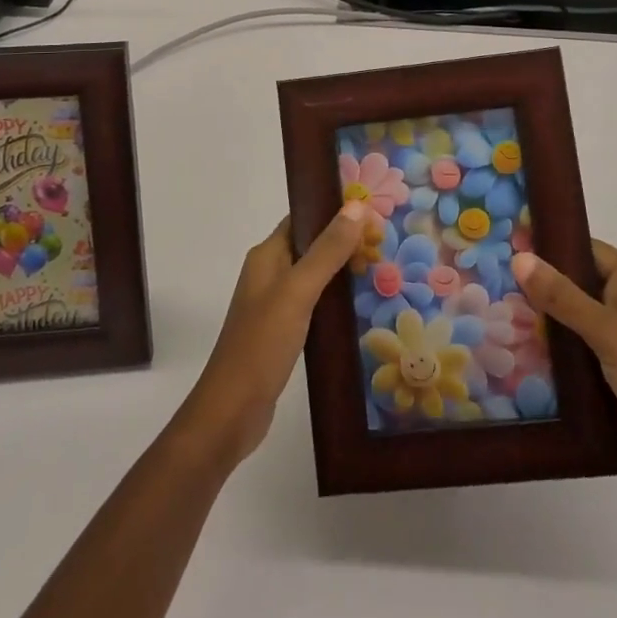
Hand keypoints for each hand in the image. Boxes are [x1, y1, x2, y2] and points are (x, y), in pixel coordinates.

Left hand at [175, 204, 365, 470]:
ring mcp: (275, 304)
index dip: (335, 210)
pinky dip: (337, 299)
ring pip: (316, 275)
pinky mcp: (284, 332)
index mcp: (267, 256)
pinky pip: (316, 303)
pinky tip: (362, 307)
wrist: (231, 412)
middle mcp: (269, 273)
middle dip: (345, 240)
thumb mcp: (298, 291)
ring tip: (382, 269)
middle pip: (312, 245)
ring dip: (344, 270)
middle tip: (385, 243)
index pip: (303, 218)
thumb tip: (357, 205)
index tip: (373, 210)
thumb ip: (327, 250)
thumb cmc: (262, 344)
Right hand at [512, 242, 616, 513]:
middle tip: (488, 280)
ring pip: (572, 322)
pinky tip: (515, 354)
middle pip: (575, 285)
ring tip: (491, 314)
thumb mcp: (611, 334)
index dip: (549, 245)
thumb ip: (564, 297)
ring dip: (540, 321)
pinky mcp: (614, 378)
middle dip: (537, 285)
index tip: (506, 242)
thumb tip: (520, 257)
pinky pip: (575, 355)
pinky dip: (551, 354)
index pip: (586, 250)